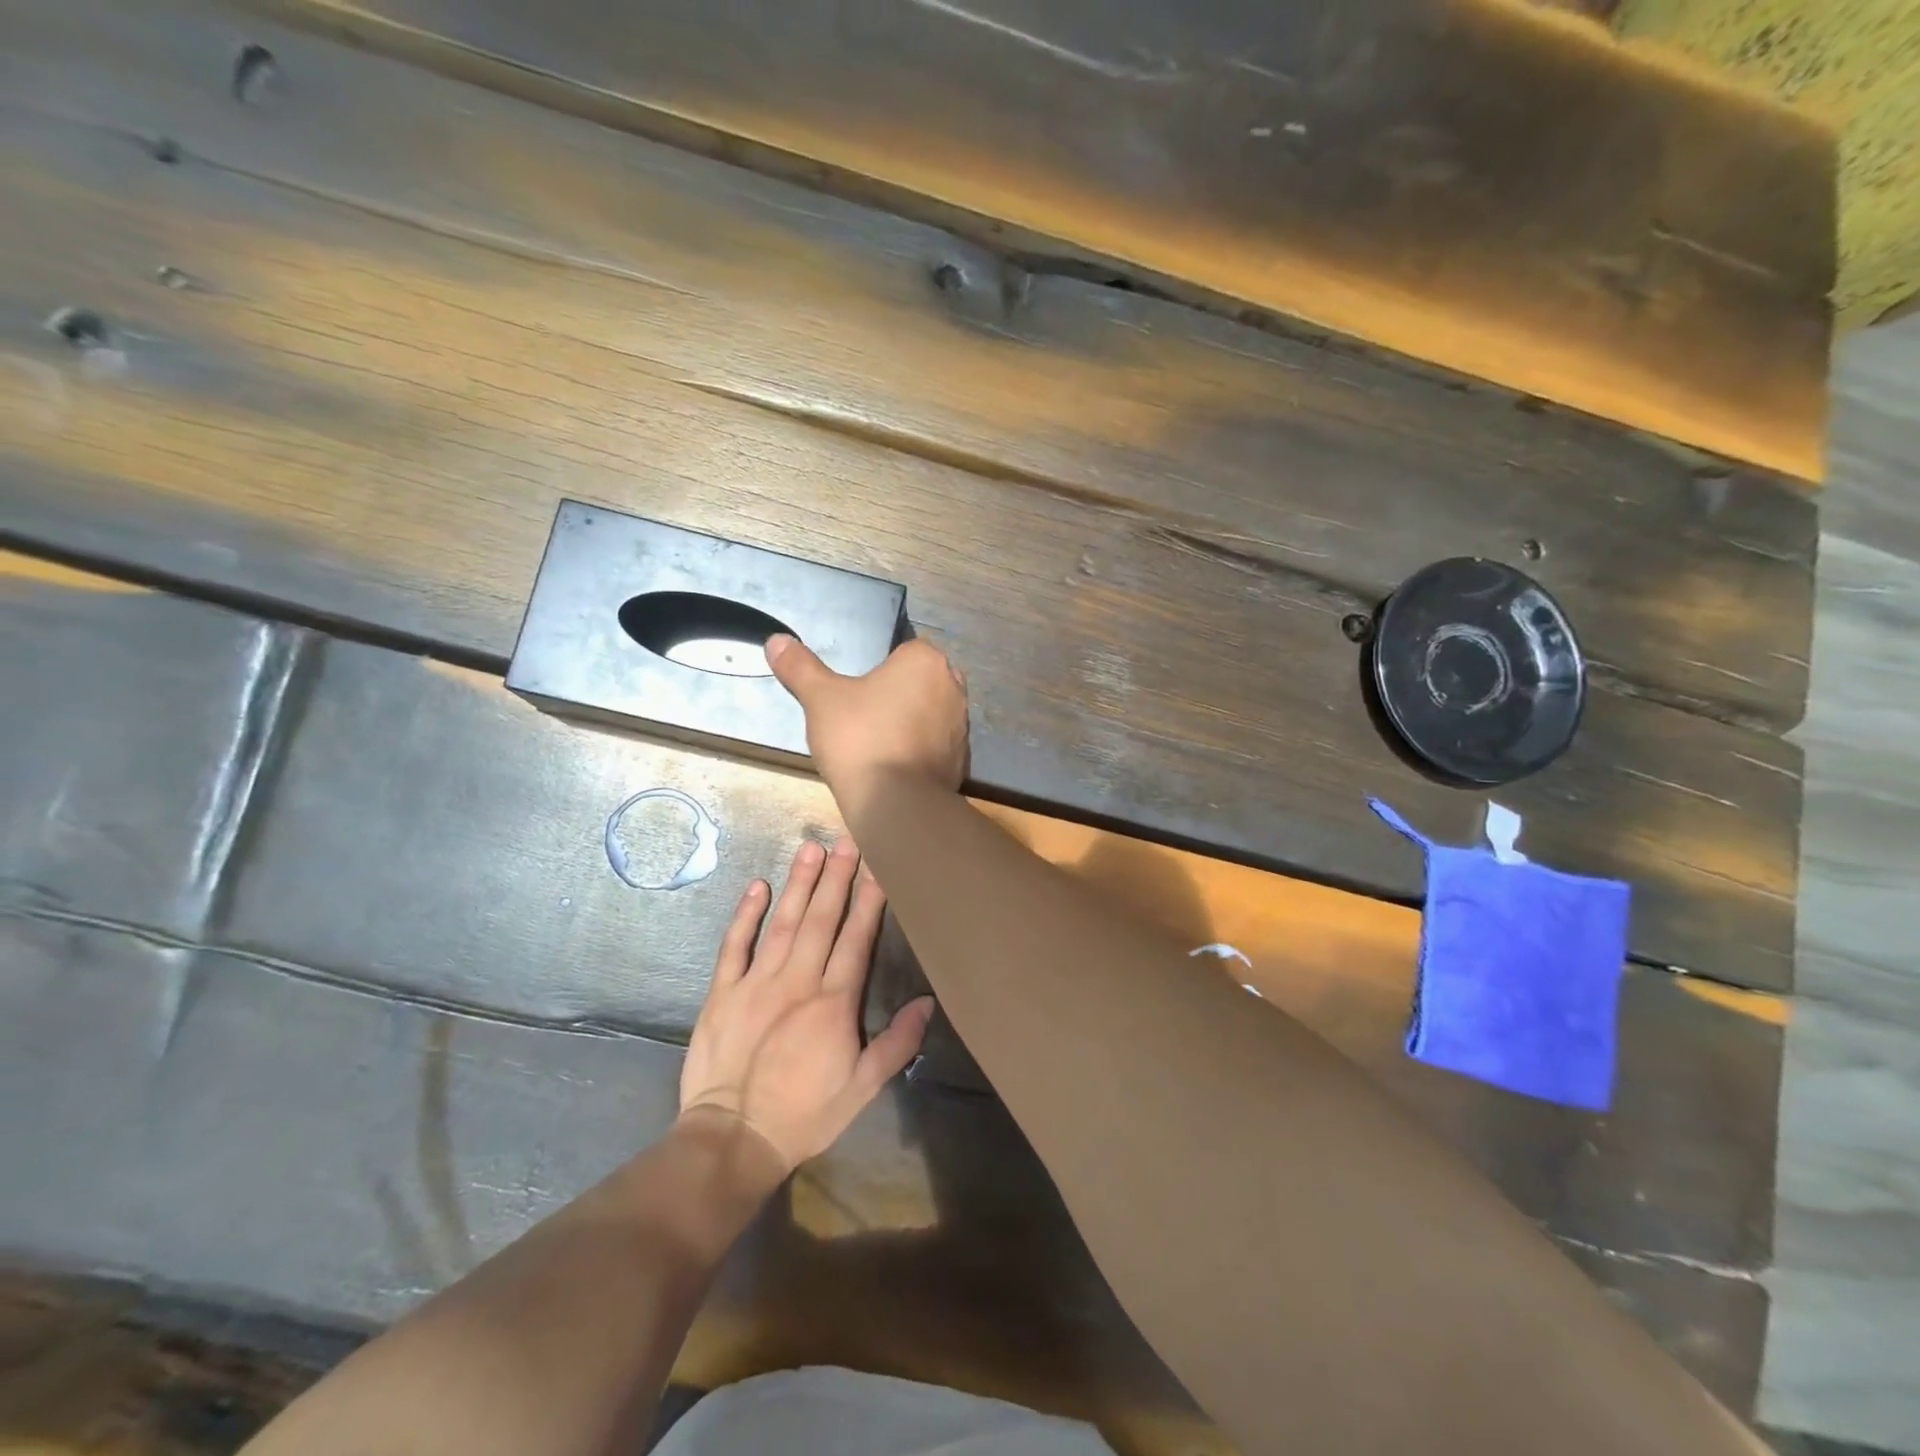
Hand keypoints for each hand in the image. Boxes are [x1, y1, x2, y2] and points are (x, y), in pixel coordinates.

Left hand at [679, 836, 934, 1172]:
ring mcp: (756, 982)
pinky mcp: (722, 992)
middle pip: (820, 919)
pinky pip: (734, 946)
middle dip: (836, 878)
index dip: (868, 901)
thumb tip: (928, 1002)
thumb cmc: (805, 1114)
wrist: (732, 1139)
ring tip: (810, 848)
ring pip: (782, 923)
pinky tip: (757, 887)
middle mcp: (797, 981)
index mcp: (833, 1002)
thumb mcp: (863, 1088)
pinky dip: (745, 915)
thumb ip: (897, 1042)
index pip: (855, 939)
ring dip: (798, 884)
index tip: (878, 867)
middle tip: (846, 840)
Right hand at [766, 634, 968, 809]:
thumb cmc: (860, 738)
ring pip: (930, 712)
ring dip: (910, 721)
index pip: (903, 650)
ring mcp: (962, 724)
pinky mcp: (962, 758)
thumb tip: (776, 639)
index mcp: (925, 660)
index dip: (878, 669)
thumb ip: (800, 667)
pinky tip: (894, 765)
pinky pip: (937, 744)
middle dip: (897, 694)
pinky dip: (919, 750)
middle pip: (919, 681)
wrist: (896, 803)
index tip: (856, 693)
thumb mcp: (820, 698)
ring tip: (877, 743)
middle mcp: (952, 686)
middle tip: (863, 717)